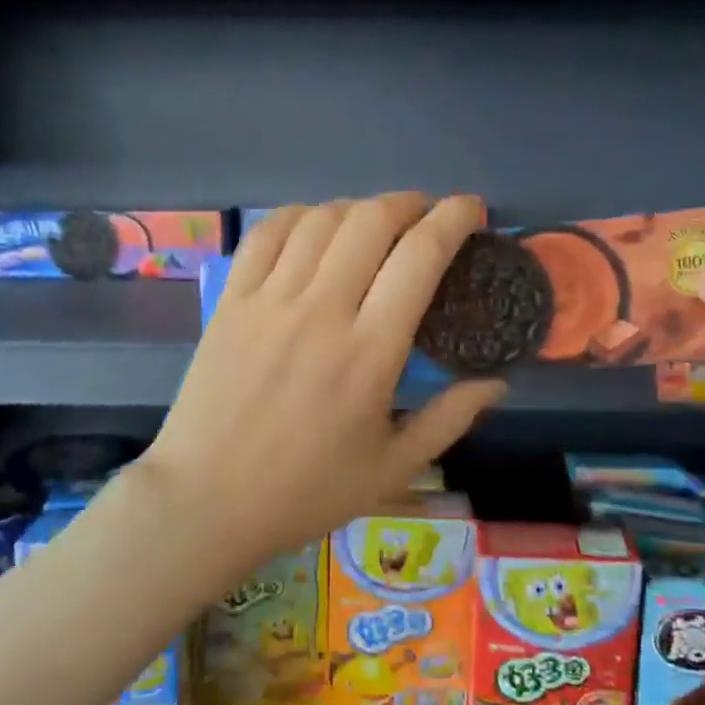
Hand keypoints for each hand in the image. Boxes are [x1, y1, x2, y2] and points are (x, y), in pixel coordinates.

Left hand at [132, 194, 505, 576]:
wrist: (207, 500)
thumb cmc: (305, 491)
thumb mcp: (392, 468)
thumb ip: (450, 419)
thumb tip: (497, 382)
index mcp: (370, 351)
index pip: (420, 256)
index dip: (453, 218)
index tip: (471, 209)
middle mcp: (321, 310)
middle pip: (371, 221)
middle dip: (409, 203)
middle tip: (425, 214)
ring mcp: (269, 300)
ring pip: (320, 220)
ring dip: (357, 207)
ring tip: (373, 222)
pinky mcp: (230, 301)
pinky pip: (266, 234)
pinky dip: (298, 216)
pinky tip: (313, 226)